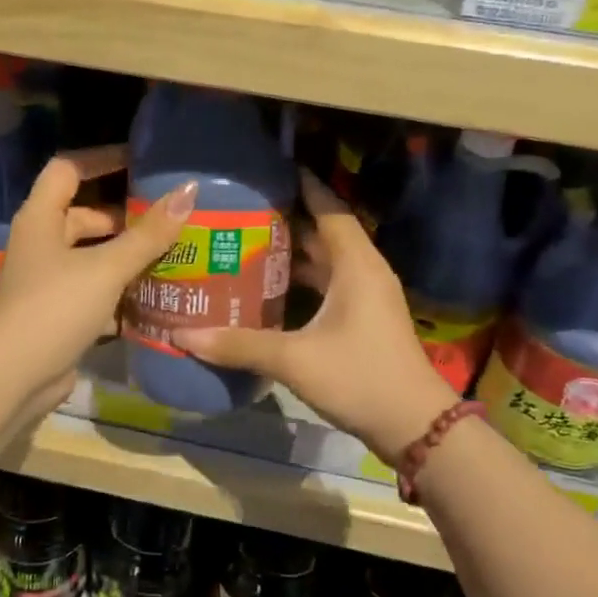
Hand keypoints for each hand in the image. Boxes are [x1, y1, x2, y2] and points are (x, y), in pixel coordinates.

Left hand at [0, 146, 197, 407]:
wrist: (15, 376)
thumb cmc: (56, 307)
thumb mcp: (106, 267)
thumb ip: (148, 234)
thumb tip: (188, 192)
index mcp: (41, 219)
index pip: (68, 170)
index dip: (101, 160)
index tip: (140, 161)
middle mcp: (41, 244)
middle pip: (83, 216)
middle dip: (124, 216)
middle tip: (168, 217)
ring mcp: (48, 281)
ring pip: (91, 257)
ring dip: (125, 256)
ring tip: (171, 255)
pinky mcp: (58, 313)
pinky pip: (93, 290)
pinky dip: (119, 291)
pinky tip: (154, 297)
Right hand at [173, 172, 457, 460]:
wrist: (414, 426)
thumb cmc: (360, 378)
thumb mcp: (295, 360)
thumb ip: (239, 344)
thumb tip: (183, 335)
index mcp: (356, 264)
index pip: (329, 208)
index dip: (303, 185)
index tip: (270, 170)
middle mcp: (363, 272)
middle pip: (324, 232)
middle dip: (286, 219)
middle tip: (241, 210)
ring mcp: (366, 297)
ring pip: (325, 262)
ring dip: (291, 254)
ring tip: (245, 244)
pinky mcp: (363, 320)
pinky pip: (328, 286)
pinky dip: (300, 281)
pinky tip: (268, 290)